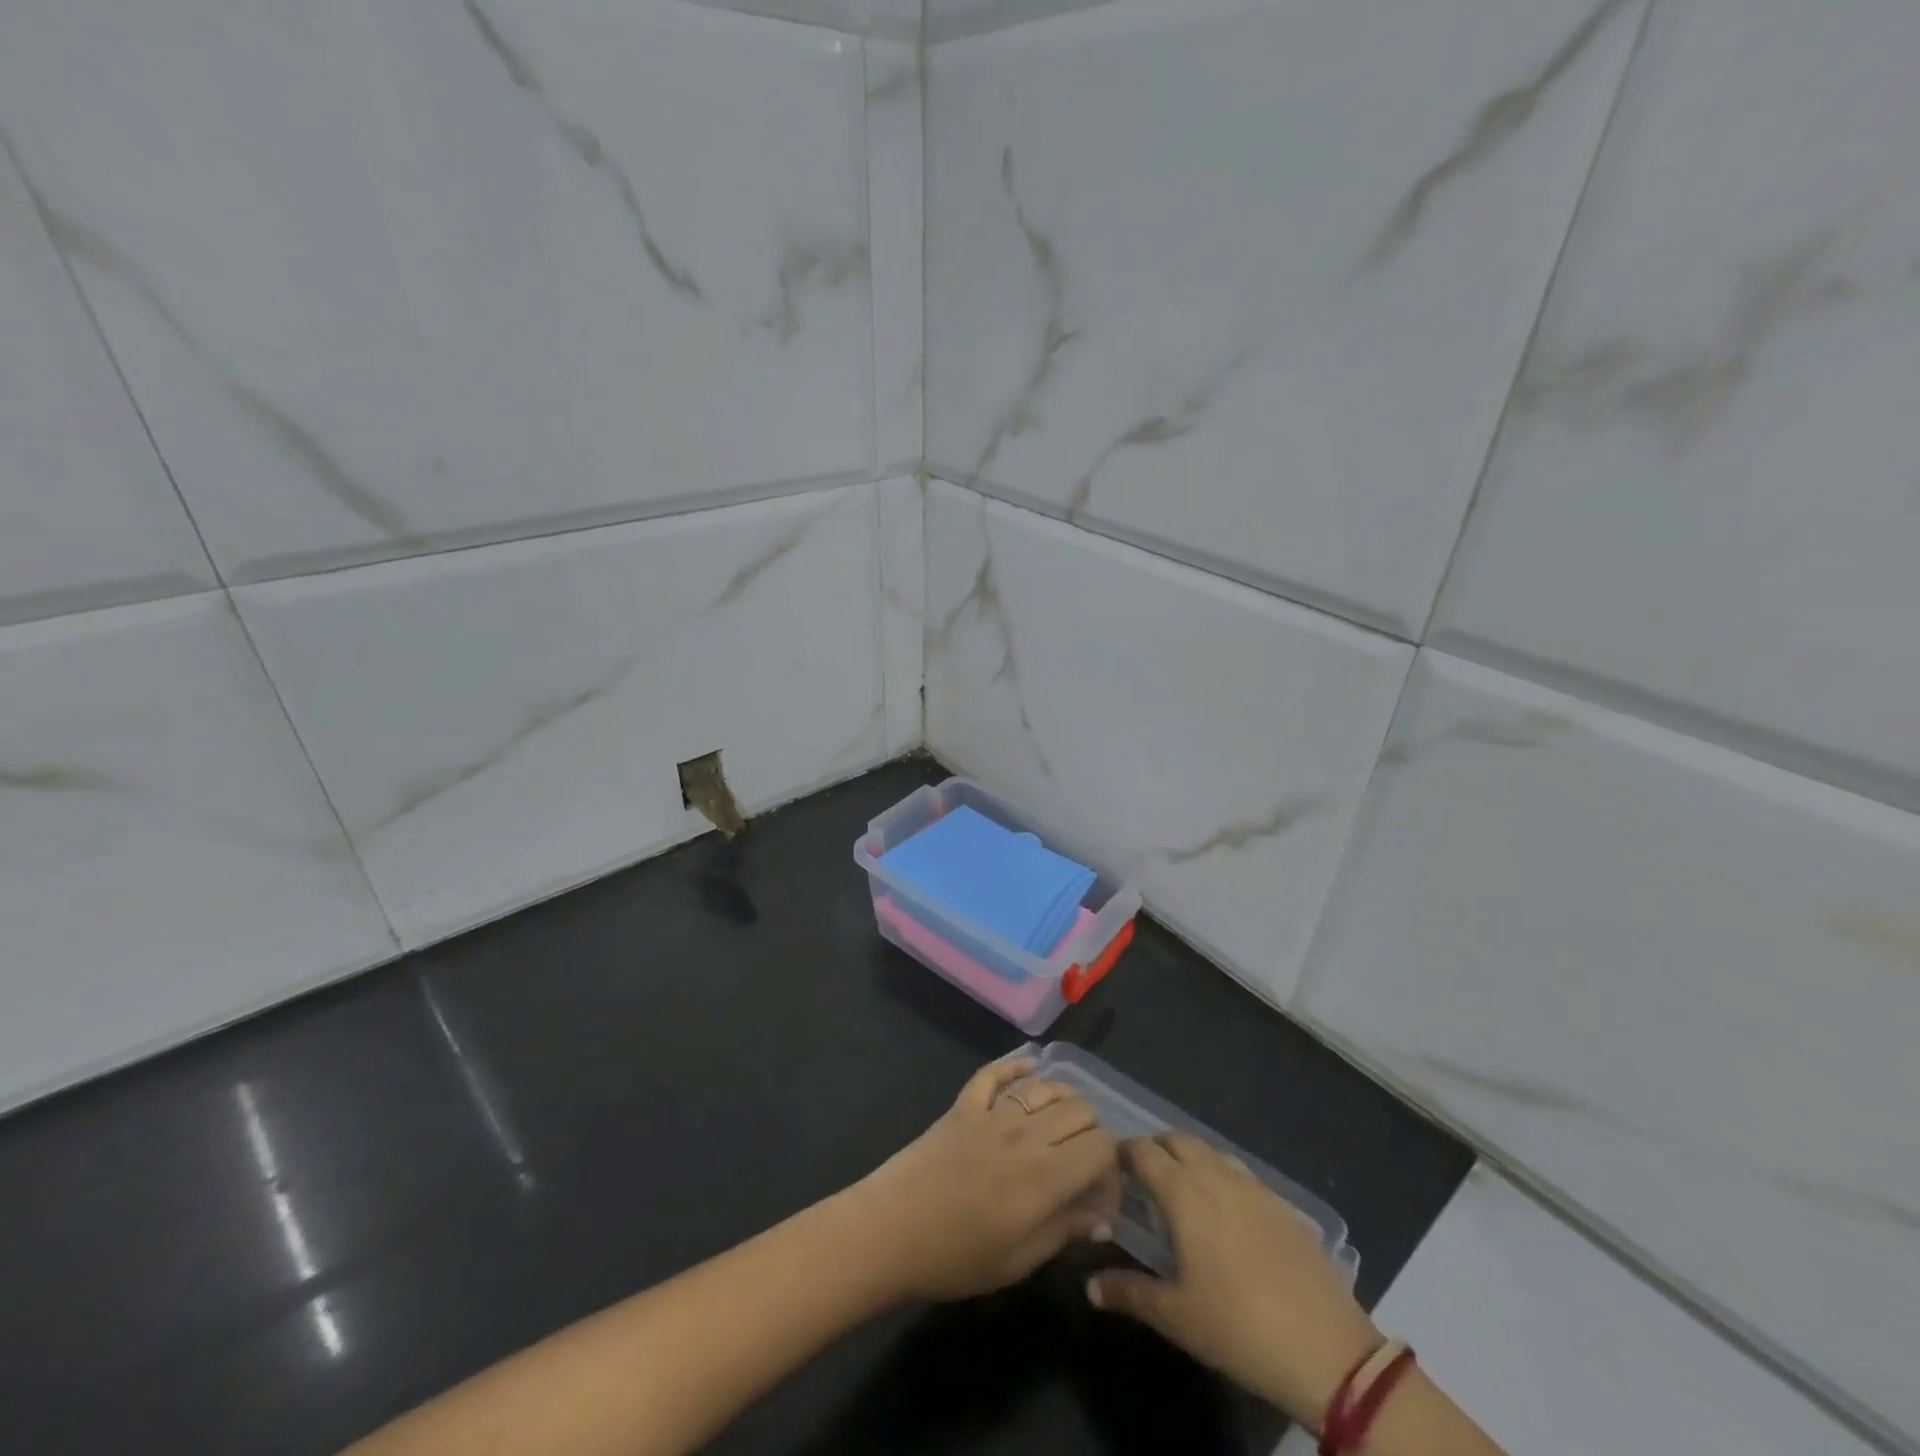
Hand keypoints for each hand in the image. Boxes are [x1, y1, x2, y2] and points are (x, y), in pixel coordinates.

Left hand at [851, 1058, 1118, 1301]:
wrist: (889, 1229)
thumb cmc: (954, 1257)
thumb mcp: (1017, 1261)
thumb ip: (1064, 1231)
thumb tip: (1103, 1216)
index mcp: (1045, 1175)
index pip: (1101, 1147)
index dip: (1111, 1167)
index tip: (1101, 1191)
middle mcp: (1025, 1132)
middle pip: (1081, 1110)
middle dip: (1093, 1133)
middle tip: (1082, 1163)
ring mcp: (992, 1111)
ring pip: (1046, 1086)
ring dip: (1064, 1101)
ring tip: (1062, 1127)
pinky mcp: (964, 1103)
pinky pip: (995, 1072)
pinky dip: (1015, 1066)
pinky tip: (1029, 1068)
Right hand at [1087, 1134, 1379, 1425]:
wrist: (1327, 1349)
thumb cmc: (1238, 1327)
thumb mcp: (1176, 1317)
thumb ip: (1129, 1293)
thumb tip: (1091, 1286)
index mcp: (1183, 1192)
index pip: (1144, 1151)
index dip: (1124, 1153)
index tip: (1112, 1169)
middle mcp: (1216, 1175)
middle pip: (1178, 1139)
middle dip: (1157, 1148)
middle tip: (1144, 1177)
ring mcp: (1254, 1187)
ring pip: (1212, 1152)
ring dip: (1191, 1159)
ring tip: (1184, 1192)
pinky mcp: (1283, 1205)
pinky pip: (1242, 1175)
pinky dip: (1223, 1179)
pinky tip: (1228, 1215)